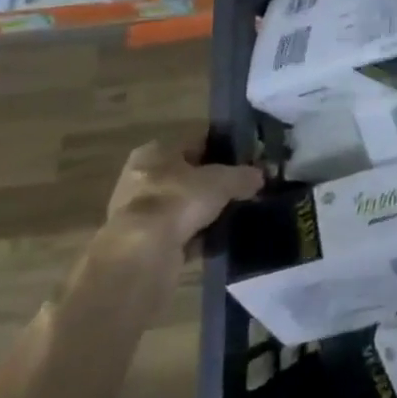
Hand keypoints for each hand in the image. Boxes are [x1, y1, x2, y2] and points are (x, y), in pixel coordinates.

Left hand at [103, 139, 264, 257]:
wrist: (142, 254)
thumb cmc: (179, 200)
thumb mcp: (223, 181)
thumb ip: (244, 176)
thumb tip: (260, 176)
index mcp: (155, 151)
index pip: (195, 143)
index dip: (222, 150)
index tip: (244, 160)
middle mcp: (140, 177)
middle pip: (186, 176)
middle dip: (211, 184)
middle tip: (240, 190)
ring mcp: (136, 213)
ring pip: (181, 207)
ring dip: (202, 213)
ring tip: (232, 216)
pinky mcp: (138, 245)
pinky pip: (175, 234)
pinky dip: (194, 237)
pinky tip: (216, 241)